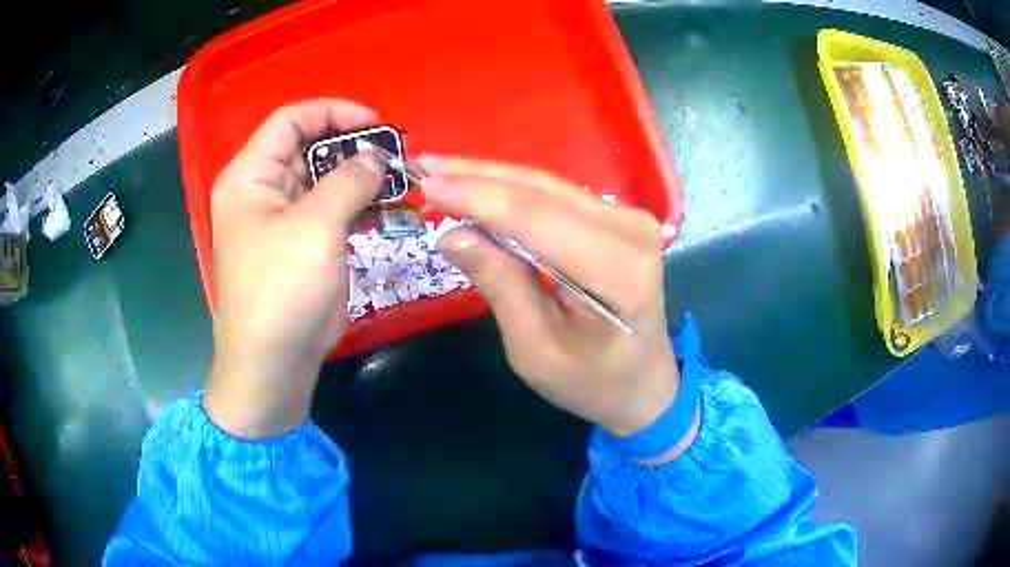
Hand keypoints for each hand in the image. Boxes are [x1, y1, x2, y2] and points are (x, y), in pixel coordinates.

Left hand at [204, 100, 384, 438]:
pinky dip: (362, 204)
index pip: (290, 121)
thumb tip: (376, 156)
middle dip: (353, 147)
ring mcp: (286, 218)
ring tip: (400, 181)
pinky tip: (391, 207)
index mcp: (251, 176)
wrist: (275, 361)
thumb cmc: (281, 288)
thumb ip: (349, 180)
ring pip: (326, 179)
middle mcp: (265, 189)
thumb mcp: (315, 226)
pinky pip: (335, 209)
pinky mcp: (306, 243)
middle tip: (395, 156)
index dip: (332, 112)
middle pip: (310, 147)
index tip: (375, 123)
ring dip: (361, 177)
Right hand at [419, 157, 697, 459]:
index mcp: (618, 272)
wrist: (644, 384)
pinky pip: (557, 196)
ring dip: (491, 178)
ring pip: (547, 186)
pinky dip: (514, 191)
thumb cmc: (591, 382)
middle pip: (541, 191)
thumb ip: (500, 285)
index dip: (477, 196)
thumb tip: (452, 233)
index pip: (536, 218)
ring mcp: (629, 219)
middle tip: (425, 167)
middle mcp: (631, 231)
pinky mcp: (620, 219)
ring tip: (442, 171)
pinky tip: (479, 186)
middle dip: (477, 177)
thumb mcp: (535, 350)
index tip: (426, 183)